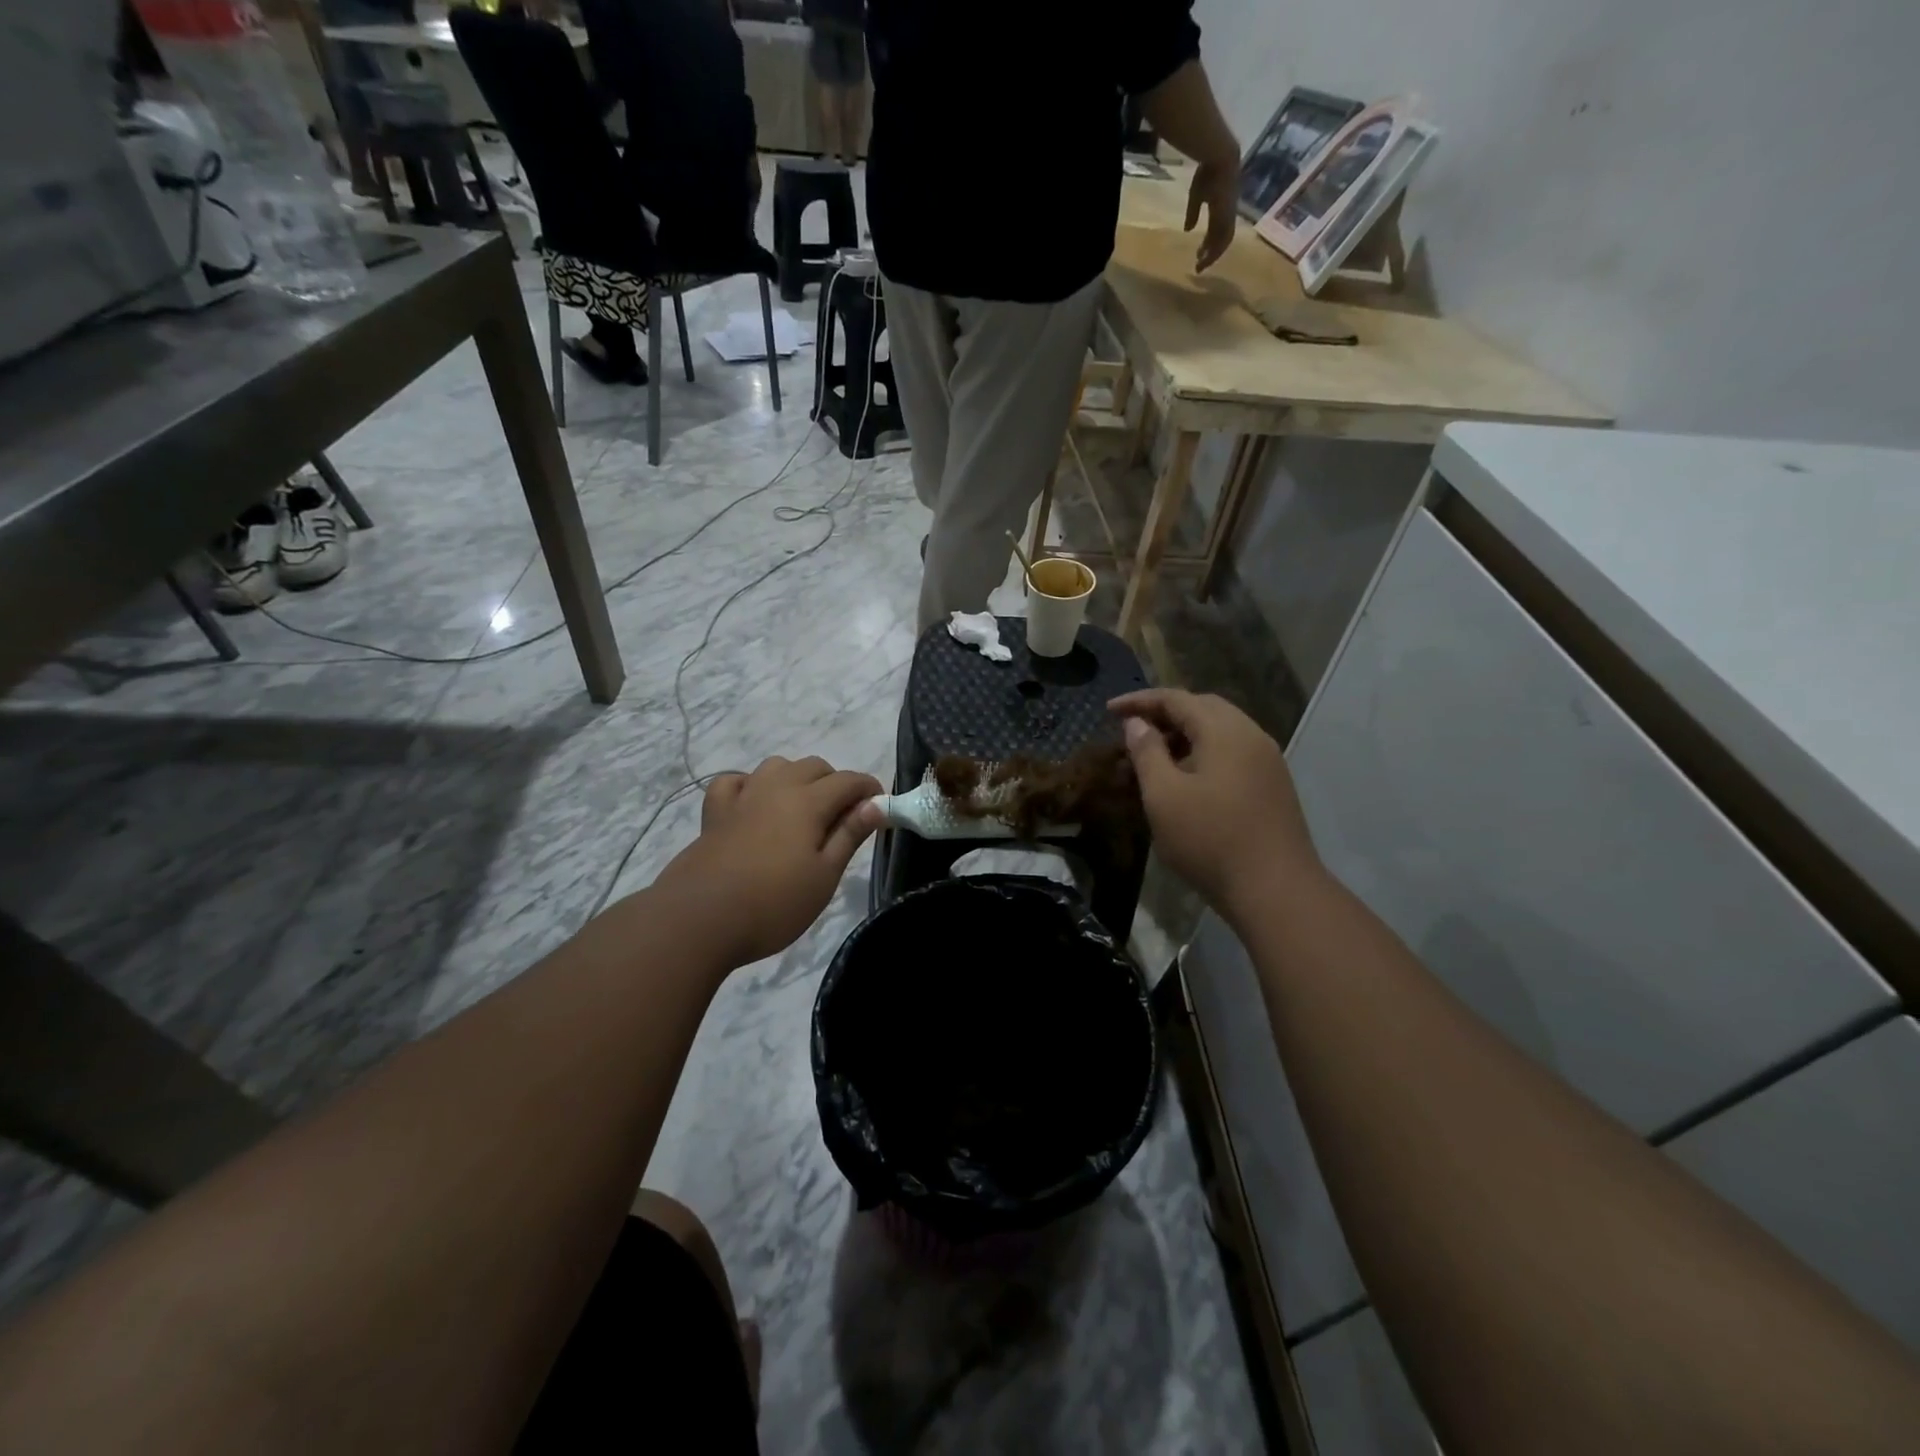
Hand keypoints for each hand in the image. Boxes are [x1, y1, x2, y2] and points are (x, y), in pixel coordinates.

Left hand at [660, 756, 880, 965]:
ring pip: (776, 766)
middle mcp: (776, 787)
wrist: (699, 919)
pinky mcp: (714, 813)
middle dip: (836, 783)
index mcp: (808, 802)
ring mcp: (742, 797)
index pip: (848, 781)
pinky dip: (750, 785)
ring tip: (802, 809)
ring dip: (796, 778)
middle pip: (814, 766)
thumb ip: (850, 835)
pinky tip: (754, 805)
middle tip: (843, 818)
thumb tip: (876, 804)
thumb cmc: (773, 903)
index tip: (880, 808)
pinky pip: (735, 781)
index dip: (869, 789)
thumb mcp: (824, 875)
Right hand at [1109, 689, 1317, 914]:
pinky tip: (1185, 777)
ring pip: (1220, 731)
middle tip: (1132, 729)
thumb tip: (1137, 724)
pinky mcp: (1272, 785)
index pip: (1176, 699)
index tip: (1109, 710)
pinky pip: (1231, 752)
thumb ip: (1147, 752)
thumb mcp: (1164, 796)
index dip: (1140, 701)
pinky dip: (1203, 752)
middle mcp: (1251, 736)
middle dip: (1164, 713)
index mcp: (1225, 731)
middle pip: (1203, 708)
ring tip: (1153, 754)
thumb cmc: (1211, 840)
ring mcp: (1266, 761)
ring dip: (1184, 734)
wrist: (1276, 890)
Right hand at [1185, 156, 1240, 271]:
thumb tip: (1188, 230)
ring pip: (1223, 242)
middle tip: (1199, 266)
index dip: (1209, 244)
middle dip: (1212, 254)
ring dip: (1212, 256)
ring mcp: (1229, 215)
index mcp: (1223, 207)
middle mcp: (1228, 214)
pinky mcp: (1227, 215)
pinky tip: (1204, 258)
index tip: (1198, 254)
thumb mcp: (1196, 195)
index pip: (1218, 230)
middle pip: (1223, 240)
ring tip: (1200, 265)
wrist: (1220, 157)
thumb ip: (1193, 213)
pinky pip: (1223, 238)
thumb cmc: (1207, 172)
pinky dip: (1214, 250)